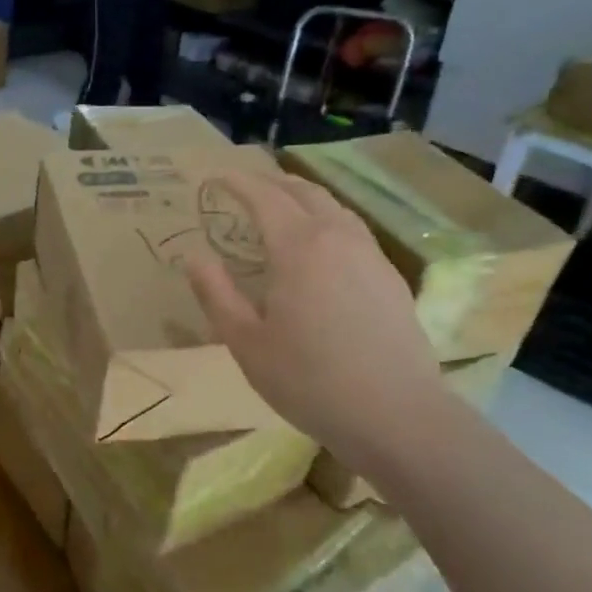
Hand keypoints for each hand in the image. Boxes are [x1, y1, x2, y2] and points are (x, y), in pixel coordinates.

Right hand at [184, 170, 446, 457]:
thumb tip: (195, 257)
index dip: (237, 182)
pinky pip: (353, 230)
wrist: (396, 415)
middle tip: (245, 184)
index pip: (264, 196)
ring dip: (303, 197)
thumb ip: (216, 293)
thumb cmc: (308, 379)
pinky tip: (321, 246)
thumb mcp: (245, 341)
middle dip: (271, 181)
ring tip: (282, 206)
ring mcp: (371, 256)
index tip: (215, 176)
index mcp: (299, 247)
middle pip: (304, 192)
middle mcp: (338, 238)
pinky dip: (327, 220)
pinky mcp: (390, 278)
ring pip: (334, 208)